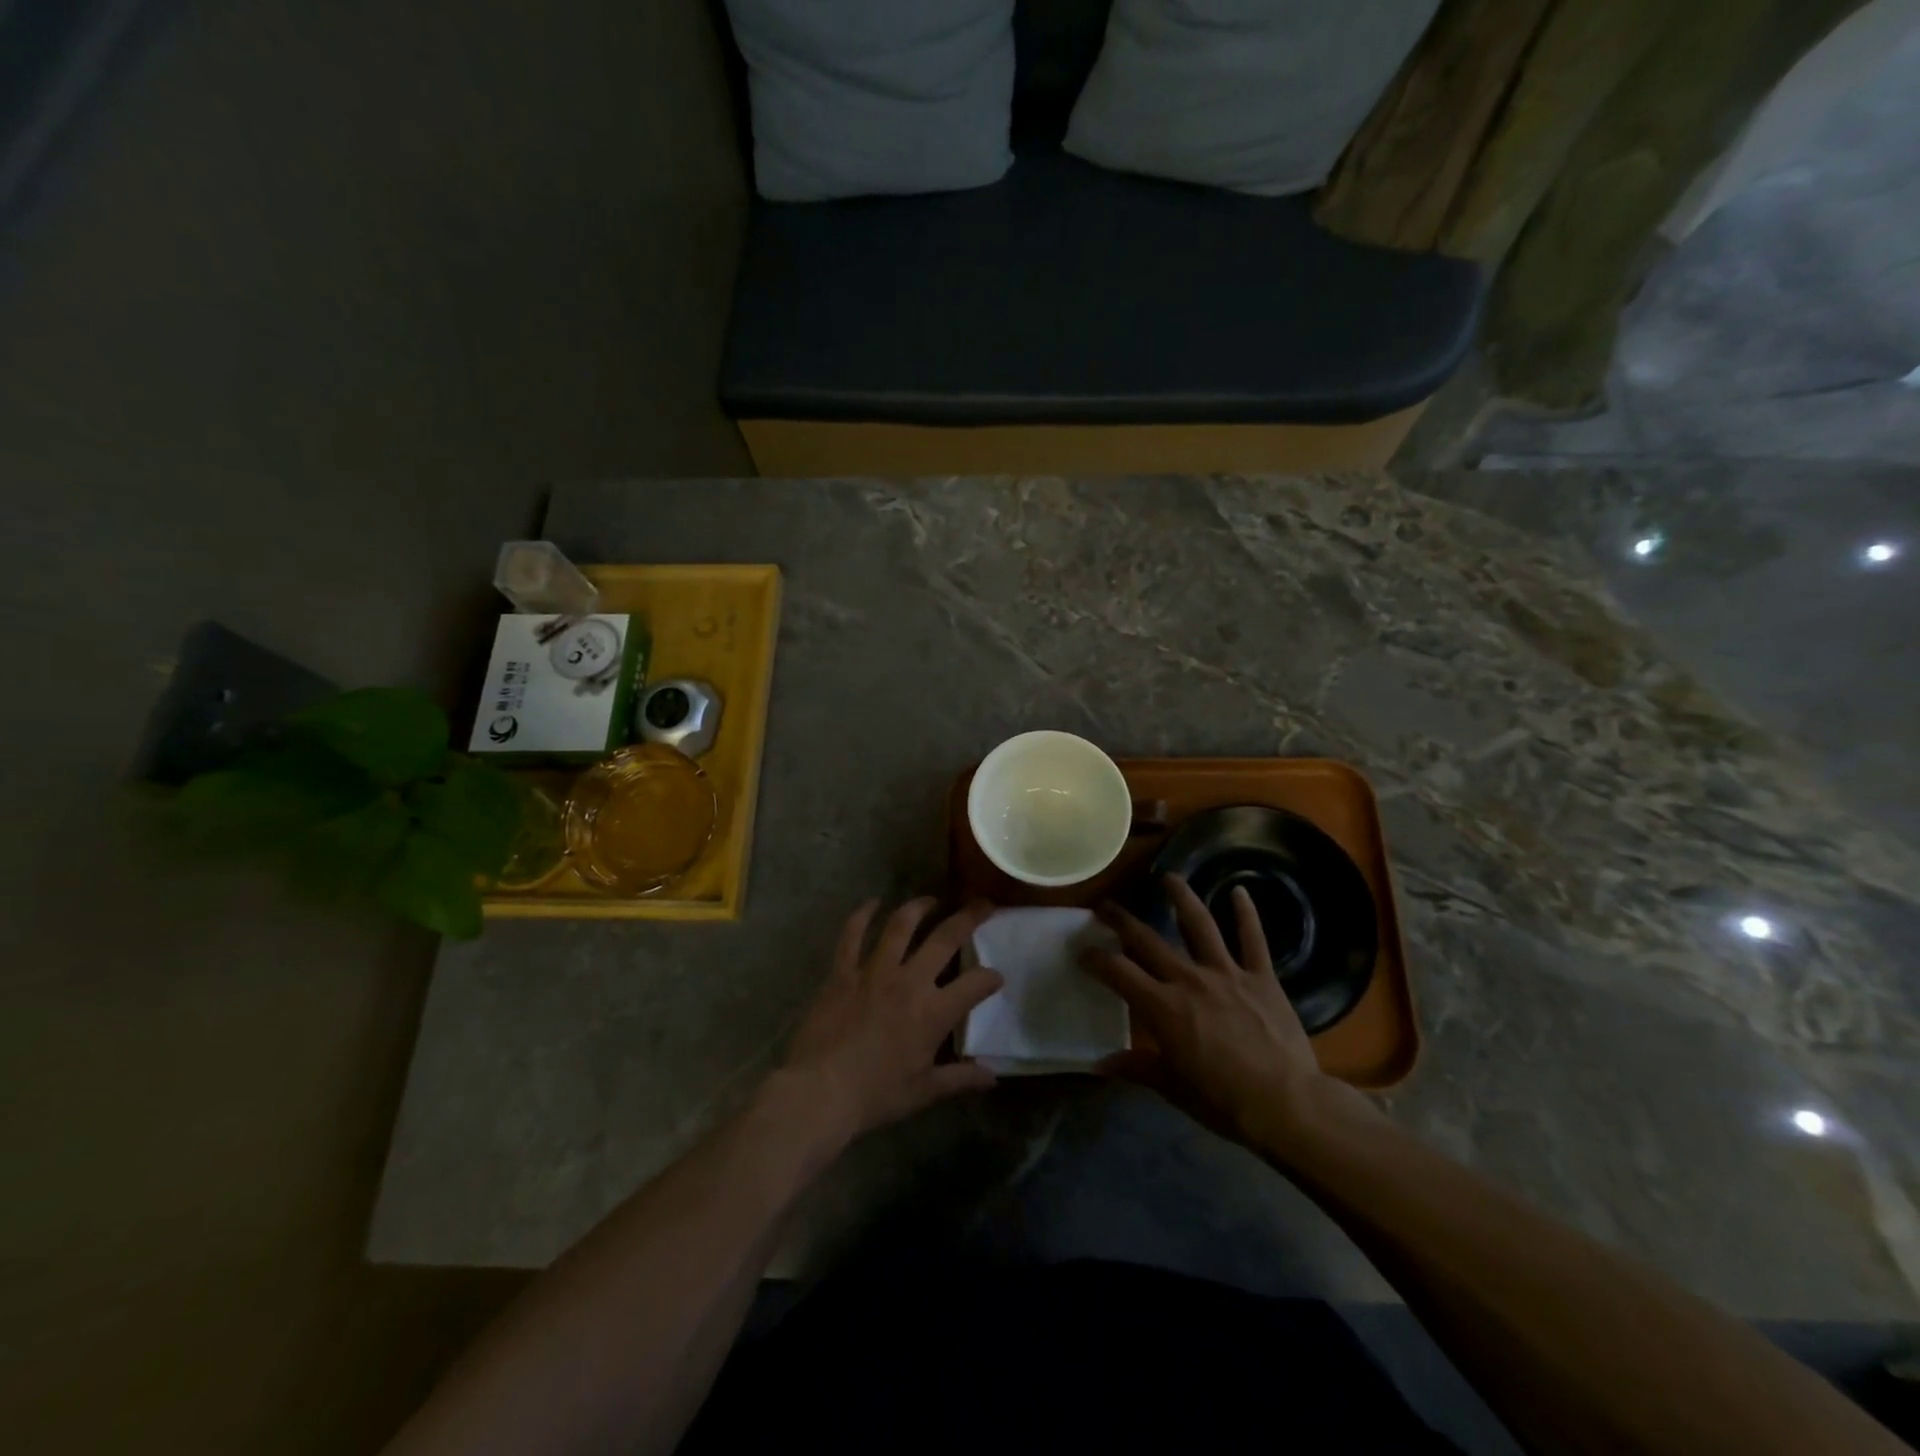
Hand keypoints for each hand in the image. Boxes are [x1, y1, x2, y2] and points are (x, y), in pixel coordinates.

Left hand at [781, 898, 1003, 1144]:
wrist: (820, 1092)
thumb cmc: (875, 1095)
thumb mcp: (923, 1091)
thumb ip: (960, 1078)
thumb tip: (992, 1077)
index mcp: (933, 1012)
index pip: (975, 984)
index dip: (991, 978)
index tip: (996, 977)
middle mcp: (908, 981)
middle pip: (945, 938)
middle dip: (969, 918)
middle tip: (982, 904)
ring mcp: (873, 971)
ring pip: (901, 925)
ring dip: (919, 907)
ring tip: (931, 900)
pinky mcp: (843, 972)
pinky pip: (852, 934)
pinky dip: (862, 915)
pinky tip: (872, 903)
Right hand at [1082, 875, 1349, 1154]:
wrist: (1288, 1106)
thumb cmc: (1224, 1102)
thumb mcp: (1172, 1088)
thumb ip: (1136, 1067)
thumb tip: (1099, 1064)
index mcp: (1163, 1008)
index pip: (1118, 972)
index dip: (1096, 959)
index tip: (1083, 952)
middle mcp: (1189, 980)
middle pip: (1148, 939)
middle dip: (1122, 920)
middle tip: (1106, 906)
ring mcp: (1227, 973)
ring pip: (1199, 924)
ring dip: (1182, 897)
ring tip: (1168, 877)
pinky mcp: (1262, 977)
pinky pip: (1253, 939)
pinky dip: (1246, 913)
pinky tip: (1239, 890)